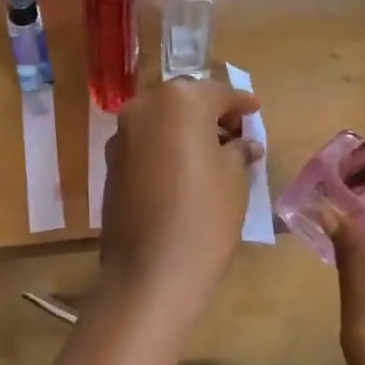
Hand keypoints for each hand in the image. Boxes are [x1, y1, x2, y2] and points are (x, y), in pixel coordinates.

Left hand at [98, 79, 261, 318]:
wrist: (150, 271)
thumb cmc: (204, 216)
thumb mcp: (234, 179)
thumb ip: (238, 151)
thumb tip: (244, 144)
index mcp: (180, 101)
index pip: (218, 93)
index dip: (240, 104)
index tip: (255, 110)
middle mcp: (144, 107)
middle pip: (184, 100)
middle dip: (209, 112)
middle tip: (234, 132)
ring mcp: (121, 134)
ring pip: (160, 119)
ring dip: (184, 128)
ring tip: (212, 152)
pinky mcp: (110, 162)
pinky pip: (145, 142)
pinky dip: (165, 146)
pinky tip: (183, 169)